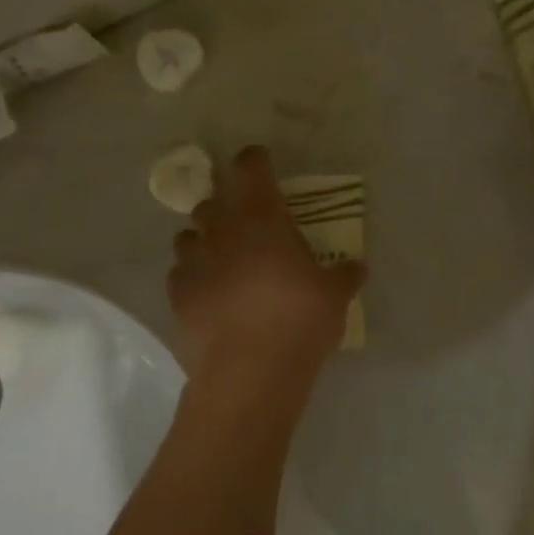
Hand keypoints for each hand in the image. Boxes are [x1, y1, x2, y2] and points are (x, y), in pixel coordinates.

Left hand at [168, 147, 365, 378]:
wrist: (249, 373)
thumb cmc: (298, 321)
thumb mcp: (334, 296)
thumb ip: (344, 275)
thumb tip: (357, 266)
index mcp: (261, 217)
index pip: (250, 167)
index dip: (254, 161)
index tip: (261, 164)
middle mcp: (221, 230)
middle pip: (213, 200)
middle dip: (227, 207)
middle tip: (247, 225)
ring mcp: (193, 262)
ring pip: (189, 235)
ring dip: (205, 240)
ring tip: (224, 260)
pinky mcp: (176, 296)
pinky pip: (181, 273)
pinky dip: (194, 276)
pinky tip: (209, 294)